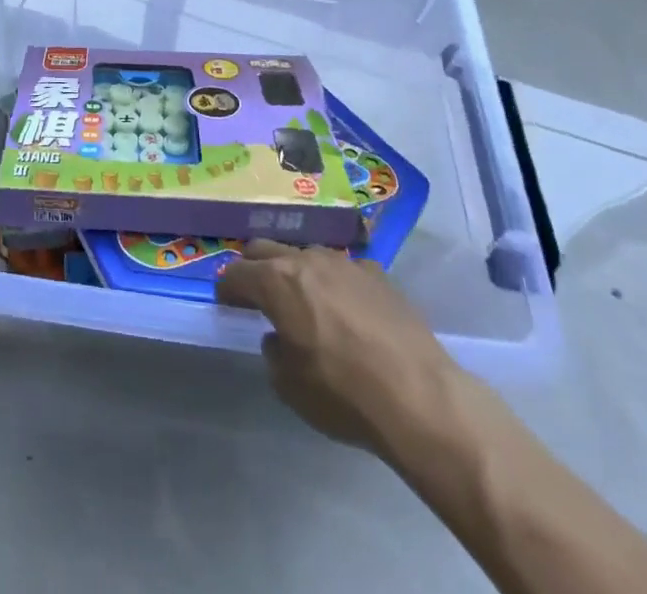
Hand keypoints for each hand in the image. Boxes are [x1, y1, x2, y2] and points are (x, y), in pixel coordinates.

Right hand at [217, 241, 461, 464]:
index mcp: (276, 282)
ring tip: (303, 299)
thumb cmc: (344, 395)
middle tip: (254, 293)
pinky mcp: (378, 274)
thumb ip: (274, 353)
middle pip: (265, 249)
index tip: (226, 303)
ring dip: (295, 271)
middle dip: (254, 267)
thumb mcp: (289, 387)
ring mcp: (345, 262)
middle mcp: (306, 260)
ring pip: (306, 254)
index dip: (227, 289)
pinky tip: (347, 310)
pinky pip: (344, 270)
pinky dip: (334, 283)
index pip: (236, 273)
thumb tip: (278, 338)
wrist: (420, 397)